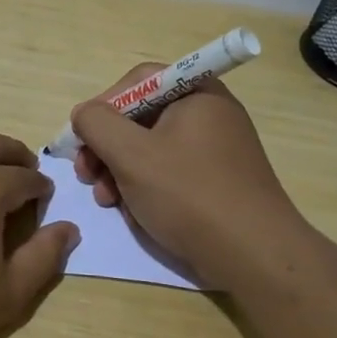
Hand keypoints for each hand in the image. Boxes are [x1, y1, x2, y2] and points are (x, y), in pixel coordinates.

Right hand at [70, 66, 307, 288]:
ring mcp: (216, 149)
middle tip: (86, 174)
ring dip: (119, 170)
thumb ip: (97, 124)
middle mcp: (209, 114)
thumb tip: (84, 114)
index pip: (138, 81)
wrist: (253, 255)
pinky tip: (132, 211)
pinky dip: (145, 186)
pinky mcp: (217, 181)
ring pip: (152, 148)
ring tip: (106, 200)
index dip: (103, 106)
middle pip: (142, 116)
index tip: (83, 139)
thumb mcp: (131, 154)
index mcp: (196, 93)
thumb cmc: (189, 194)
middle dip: (107, 146)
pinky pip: (170, 171)